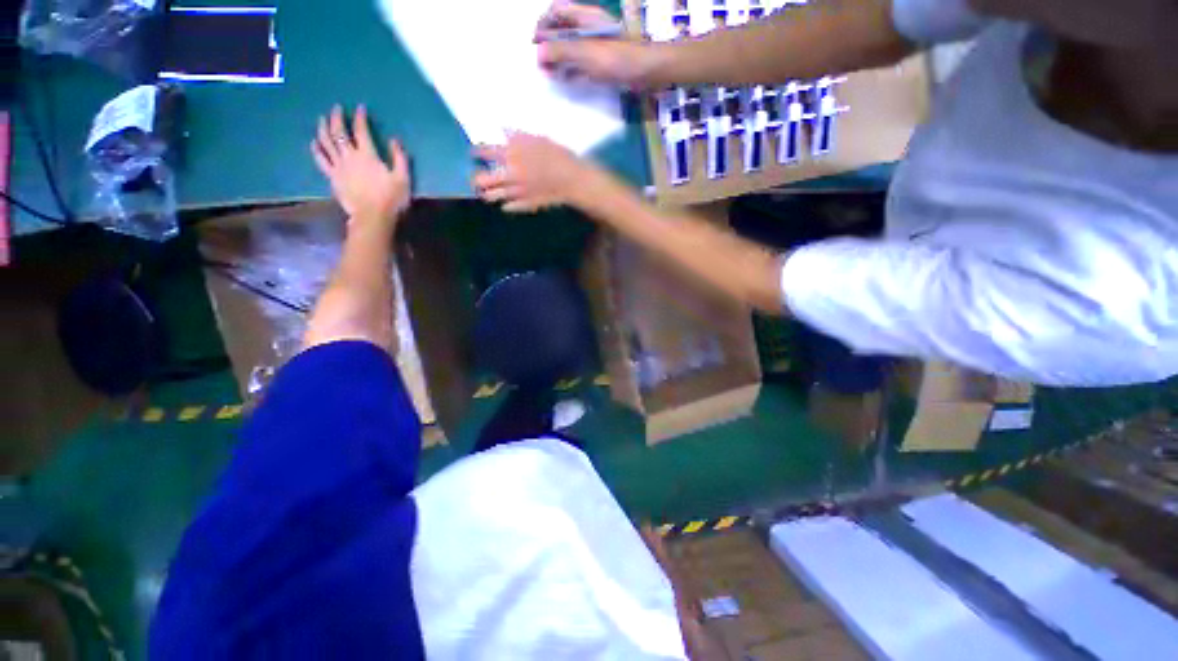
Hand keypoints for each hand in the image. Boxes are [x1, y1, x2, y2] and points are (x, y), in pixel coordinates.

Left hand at [311, 104, 410, 227]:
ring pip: (326, 142)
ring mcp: (338, 166)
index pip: (361, 130)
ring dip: (323, 128)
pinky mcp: (332, 177)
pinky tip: (314, 143)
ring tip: (322, 120)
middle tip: (336, 108)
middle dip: (337, 118)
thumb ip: (400, 158)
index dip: (360, 117)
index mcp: (367, 155)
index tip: (360, 108)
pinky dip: (316, 149)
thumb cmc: (391, 199)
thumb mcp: (403, 178)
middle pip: (339, 132)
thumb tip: (395, 140)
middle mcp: (349, 156)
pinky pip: (321, 160)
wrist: (373, 217)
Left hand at [472, 133, 604, 212]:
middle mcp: (510, 174)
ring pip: (494, 196)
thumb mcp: (538, 139)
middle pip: (483, 180)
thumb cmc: (558, 155)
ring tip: (487, 193)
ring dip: (488, 194)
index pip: (486, 152)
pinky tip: (505, 205)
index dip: (477, 152)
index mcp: (512, 155)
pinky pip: (510, 207)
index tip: (473, 153)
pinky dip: (506, 205)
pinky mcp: (526, 204)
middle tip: (476, 179)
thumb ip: (517, 136)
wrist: (572, 179)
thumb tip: (501, 130)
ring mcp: (517, 192)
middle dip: (477, 179)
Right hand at [534, 2, 652, 87]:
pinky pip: (581, 63)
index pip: (556, 11)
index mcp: (584, 17)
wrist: (645, 72)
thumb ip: (560, 51)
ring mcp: (596, 45)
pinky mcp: (602, 62)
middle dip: (549, 44)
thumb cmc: (615, 58)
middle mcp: (588, 27)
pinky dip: (571, 69)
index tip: (535, 44)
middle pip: (562, 29)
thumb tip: (538, 53)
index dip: (543, 24)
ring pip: (571, 47)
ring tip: (549, 73)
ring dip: (558, 58)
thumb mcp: (584, 53)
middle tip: (540, 63)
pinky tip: (565, 79)